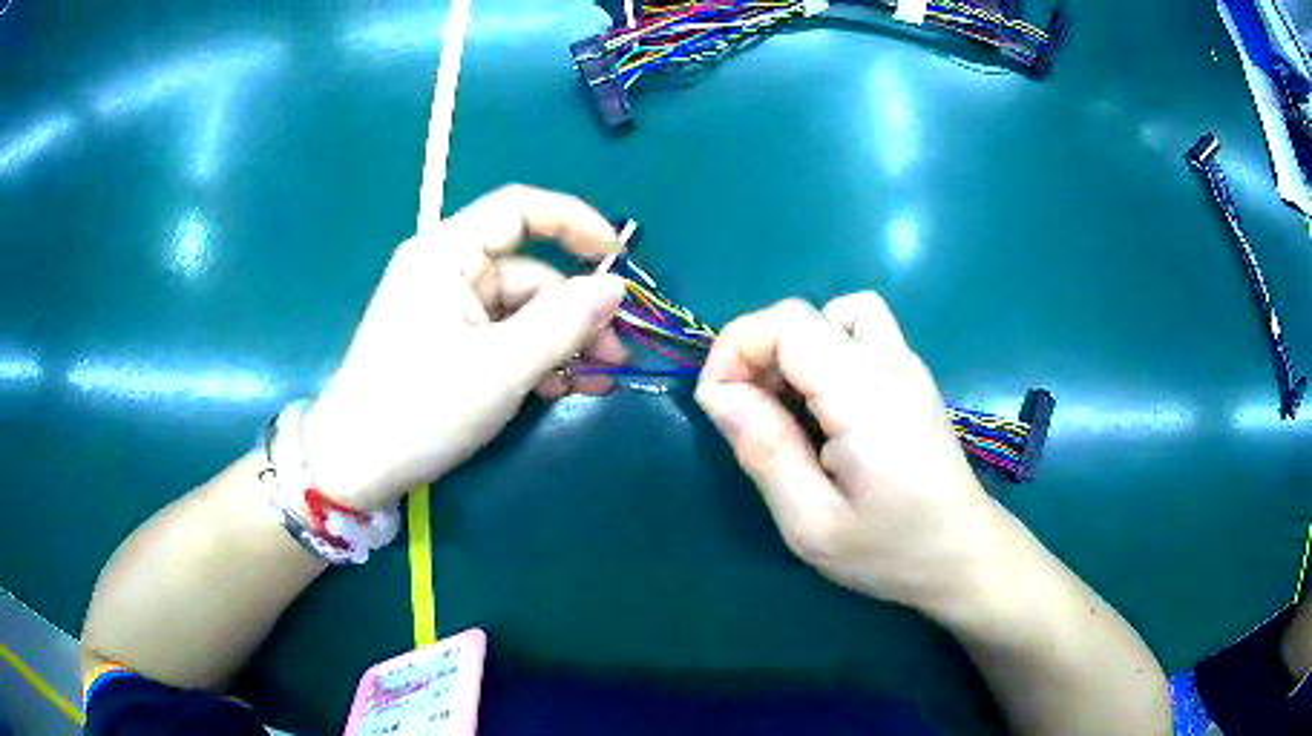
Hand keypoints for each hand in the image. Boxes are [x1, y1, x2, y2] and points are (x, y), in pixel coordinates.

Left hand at [303, 185, 627, 510]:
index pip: (520, 209)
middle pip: (529, 271)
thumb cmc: (419, 409)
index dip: (575, 223)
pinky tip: (564, 389)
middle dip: (577, 311)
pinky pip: (505, 338)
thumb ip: (563, 323)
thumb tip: (617, 287)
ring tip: (598, 382)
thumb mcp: (499, 368)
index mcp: (446, 253)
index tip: (619, 260)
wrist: (356, 469)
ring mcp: (448, 310)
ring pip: (523, 311)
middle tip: (616, 355)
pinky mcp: (450, 345)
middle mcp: (447, 271)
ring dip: (564, 342)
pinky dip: (537, 359)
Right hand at [695, 294, 1002, 615]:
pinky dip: (824, 349)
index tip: (719, 406)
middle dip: (756, 355)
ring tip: (786, 405)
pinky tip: (824, 403)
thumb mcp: (812, 523)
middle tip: (747, 420)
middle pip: (804, 315)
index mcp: (868, 398)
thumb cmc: (890, 550)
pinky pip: (857, 330)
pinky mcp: (910, 373)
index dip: (736, 350)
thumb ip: (765, 451)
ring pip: (833, 313)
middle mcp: (891, 364)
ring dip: (793, 348)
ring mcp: (907, 363)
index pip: (788, 325)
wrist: (962, 553)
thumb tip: (717, 393)